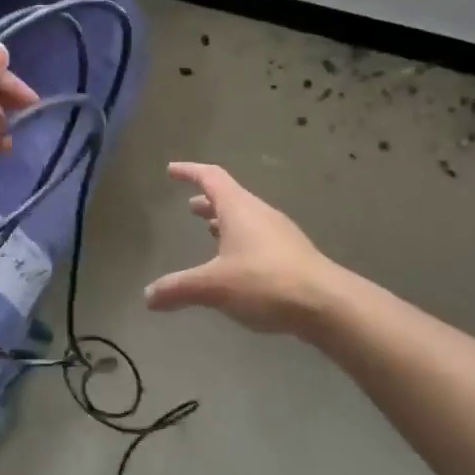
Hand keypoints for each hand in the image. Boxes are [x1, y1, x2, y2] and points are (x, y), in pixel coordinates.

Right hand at [144, 163, 339, 334]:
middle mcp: (260, 214)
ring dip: (225, 222)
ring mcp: (280, 234)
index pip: (211, 177)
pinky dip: (241, 241)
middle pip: (230, 197)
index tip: (172, 170)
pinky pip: (259, 238)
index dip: (190, 171)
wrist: (327, 305)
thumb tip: (148, 296)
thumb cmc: (265, 282)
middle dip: (207, 201)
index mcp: (239, 208)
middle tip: (189, 206)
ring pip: (246, 218)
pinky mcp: (293, 255)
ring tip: (209, 231)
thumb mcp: (214, 287)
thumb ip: (179, 288)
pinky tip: (236, 264)